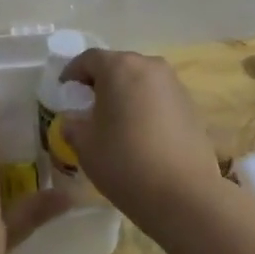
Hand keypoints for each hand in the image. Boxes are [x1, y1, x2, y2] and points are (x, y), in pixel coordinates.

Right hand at [58, 49, 220, 224]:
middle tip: (88, 107)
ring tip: (115, 122)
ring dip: (125, 94)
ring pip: (140, 81)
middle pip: (118, 66)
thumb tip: (74, 119)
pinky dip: (145, 107)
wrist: (183, 194)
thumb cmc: (125, 163)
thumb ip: (72, 124)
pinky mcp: (191, 105)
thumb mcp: (85, 145)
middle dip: (100, 82)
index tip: (64, 92)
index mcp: (120, 68)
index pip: (88, 59)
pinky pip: (159, 97)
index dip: (72, 73)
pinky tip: (141, 134)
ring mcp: (175, 85)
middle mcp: (150, 66)